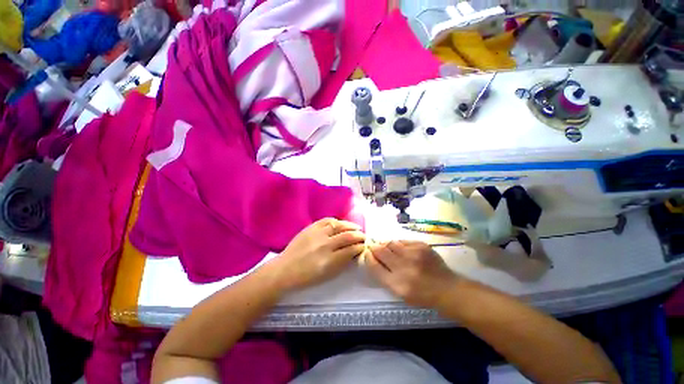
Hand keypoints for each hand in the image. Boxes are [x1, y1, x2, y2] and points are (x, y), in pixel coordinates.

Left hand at [263, 218, 365, 291]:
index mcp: (329, 260)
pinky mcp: (310, 227)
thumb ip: (343, 262)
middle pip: (347, 236)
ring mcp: (317, 234)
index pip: (351, 250)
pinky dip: (336, 221)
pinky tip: (341, 223)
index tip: (365, 246)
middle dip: (359, 235)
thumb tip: (354, 252)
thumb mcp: (328, 275)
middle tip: (364, 236)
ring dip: (350, 226)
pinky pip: (327, 220)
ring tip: (356, 227)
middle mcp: (325, 245)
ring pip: (339, 225)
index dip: (361, 247)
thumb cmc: (307, 277)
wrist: (285, 269)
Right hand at [365, 241, 458, 307]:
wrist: (446, 288)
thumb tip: (373, 257)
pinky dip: (399, 244)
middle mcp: (404, 267)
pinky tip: (402, 250)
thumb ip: (384, 276)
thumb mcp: (399, 293)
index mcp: (397, 284)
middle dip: (374, 247)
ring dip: (386, 245)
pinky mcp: (421, 246)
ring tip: (390, 249)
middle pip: (380, 250)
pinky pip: (402, 241)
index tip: (367, 253)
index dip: (368, 257)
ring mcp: (413, 254)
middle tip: (374, 247)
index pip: (374, 265)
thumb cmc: (421, 295)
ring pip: (390, 243)